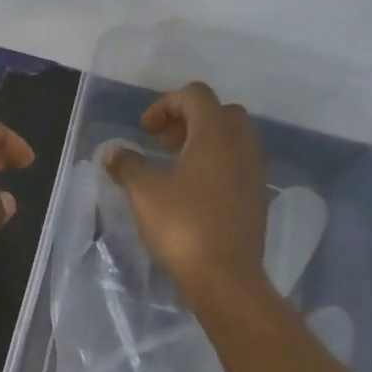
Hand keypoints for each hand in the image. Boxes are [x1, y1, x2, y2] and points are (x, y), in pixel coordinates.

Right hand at [101, 81, 267, 307]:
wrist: (225, 276)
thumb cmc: (183, 226)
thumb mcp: (144, 193)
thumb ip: (128, 165)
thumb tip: (113, 152)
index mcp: (216, 134)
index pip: (195, 95)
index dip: (166, 104)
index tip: (145, 130)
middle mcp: (242, 144)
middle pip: (220, 112)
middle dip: (189, 120)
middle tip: (163, 143)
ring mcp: (255, 171)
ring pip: (233, 138)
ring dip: (205, 142)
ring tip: (177, 167)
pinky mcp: (257, 196)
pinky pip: (239, 163)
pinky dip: (218, 164)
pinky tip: (195, 191)